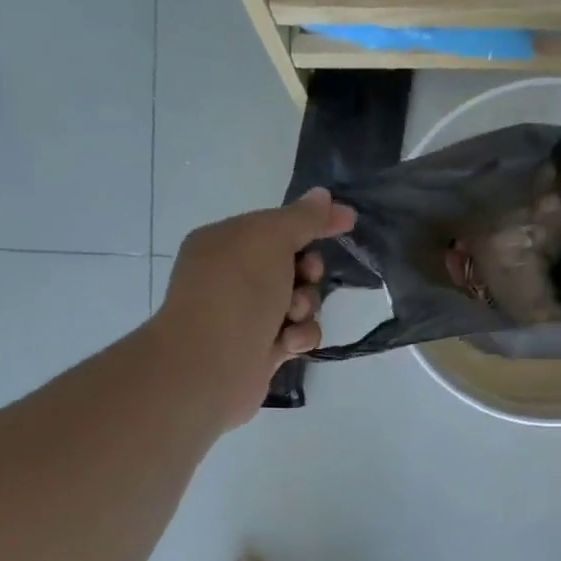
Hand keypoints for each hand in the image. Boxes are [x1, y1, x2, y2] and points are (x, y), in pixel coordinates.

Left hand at [156, 188, 356, 428]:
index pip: (277, 224)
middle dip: (308, 271)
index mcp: (225, 243)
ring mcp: (246, 315)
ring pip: (300, 302)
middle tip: (306, 276)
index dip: (313, 222)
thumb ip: (302, 218)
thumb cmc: (236, 292)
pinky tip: (287, 344)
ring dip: (305, 307)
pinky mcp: (261, 350)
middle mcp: (232, 277)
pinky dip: (298, 337)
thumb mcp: (270, 240)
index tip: (349, 220)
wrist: (211, 365)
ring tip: (291, 317)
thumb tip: (323, 195)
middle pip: (293, 265)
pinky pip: (297, 335)